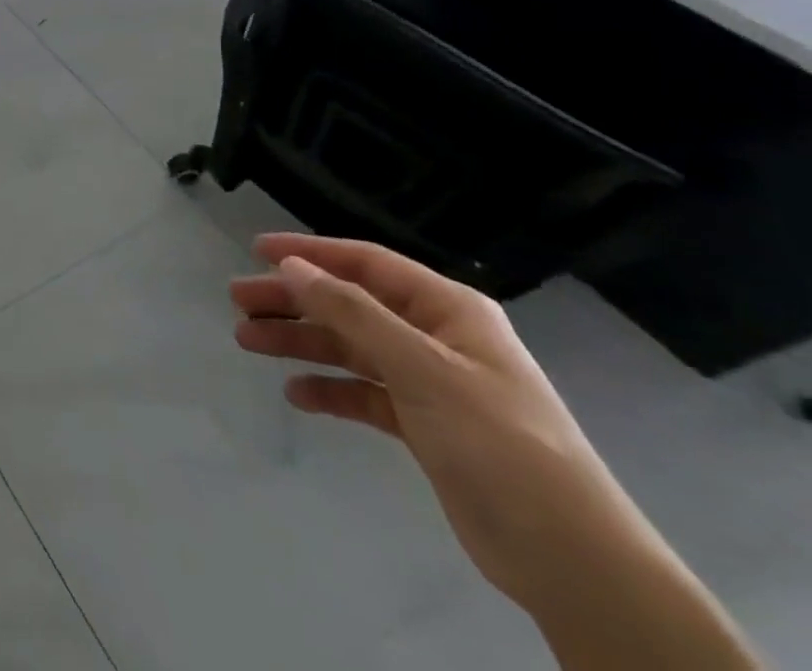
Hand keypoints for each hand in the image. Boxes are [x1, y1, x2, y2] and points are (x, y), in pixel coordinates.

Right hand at [232, 234, 759, 669]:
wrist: (573, 561)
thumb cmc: (498, 443)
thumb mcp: (421, 369)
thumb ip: (352, 313)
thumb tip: (292, 266)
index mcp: (448, 310)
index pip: (366, 263)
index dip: (310, 252)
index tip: (256, 250)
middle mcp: (437, 337)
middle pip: (350, 304)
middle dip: (294, 301)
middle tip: (239, 302)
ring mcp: (432, 383)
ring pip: (350, 348)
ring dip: (301, 342)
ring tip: (248, 342)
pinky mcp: (426, 427)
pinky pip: (364, 393)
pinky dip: (330, 389)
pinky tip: (297, 394)